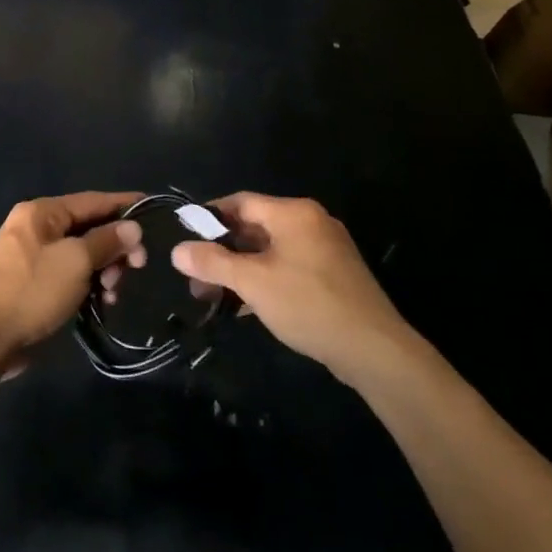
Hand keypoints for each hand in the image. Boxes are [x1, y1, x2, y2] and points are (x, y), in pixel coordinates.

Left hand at [0, 192, 142, 365]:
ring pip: (81, 254)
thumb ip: (107, 241)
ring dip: (104, 270)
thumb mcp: (76, 261)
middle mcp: (36, 228)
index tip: (151, 207)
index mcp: (42, 212)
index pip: (92, 200)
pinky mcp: (32, 284)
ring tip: (114, 292)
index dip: (123, 204)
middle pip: (88, 228)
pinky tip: (102, 301)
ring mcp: (32, 257)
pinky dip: (88, 284)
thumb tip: (132, 227)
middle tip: (136, 268)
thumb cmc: (32, 290)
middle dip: (115, 246)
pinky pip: (69, 274)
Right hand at [171, 193, 418, 383]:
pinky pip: (289, 267)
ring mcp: (326, 249)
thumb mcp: (253, 282)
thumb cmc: (308, 304)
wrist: (374, 349)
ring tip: (215, 296)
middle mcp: (311, 222)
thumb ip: (213, 263)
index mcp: (293, 213)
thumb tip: (177, 250)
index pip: (241, 201)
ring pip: (271, 250)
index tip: (186, 238)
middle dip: (222, 251)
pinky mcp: (334, 275)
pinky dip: (265, 279)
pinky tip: (247, 306)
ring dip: (241, 269)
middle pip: (255, 226)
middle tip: (196, 277)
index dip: (210, 217)